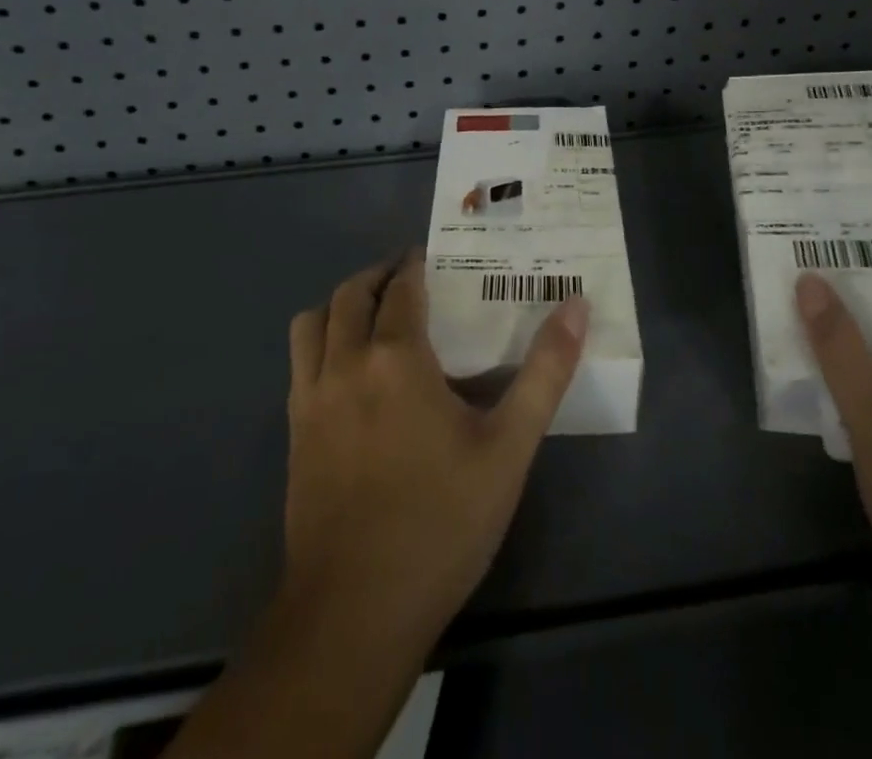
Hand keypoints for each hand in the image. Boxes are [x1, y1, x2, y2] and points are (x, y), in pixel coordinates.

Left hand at [282, 248, 588, 650]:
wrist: (355, 612)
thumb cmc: (441, 523)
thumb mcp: (509, 448)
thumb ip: (545, 372)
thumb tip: (577, 305)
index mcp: (396, 358)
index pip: (401, 287)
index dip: (416, 265)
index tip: (434, 259)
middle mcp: (344, 363)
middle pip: (350, 294)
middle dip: (378, 275)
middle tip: (409, 278)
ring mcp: (310, 399)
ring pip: (312, 323)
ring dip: (340, 305)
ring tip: (373, 314)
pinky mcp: (294, 433)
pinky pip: (300, 362)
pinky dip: (320, 342)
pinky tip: (349, 371)